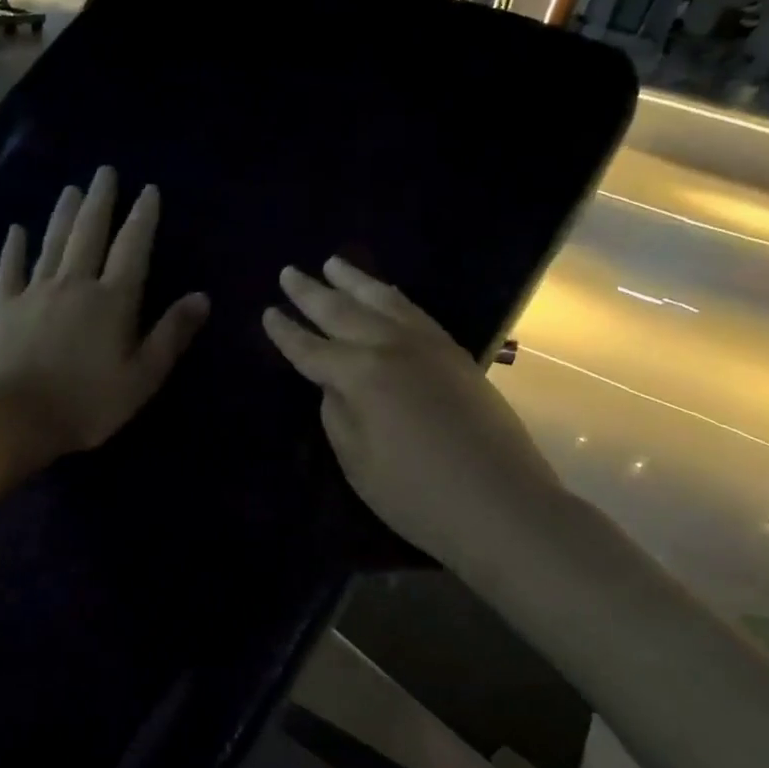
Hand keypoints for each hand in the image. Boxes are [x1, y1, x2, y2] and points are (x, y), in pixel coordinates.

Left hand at [0, 166, 208, 466]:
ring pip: (53, 243)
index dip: (142, 218)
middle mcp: (75, 284)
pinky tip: (16, 230)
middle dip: (101, 202)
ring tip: (72, 189)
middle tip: (105, 172)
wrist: (13, 415)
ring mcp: (36, 292)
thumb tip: (201, 297)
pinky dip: (14, 248)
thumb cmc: (87, 402)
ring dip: (64, 214)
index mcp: (113, 301)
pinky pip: (11, 269)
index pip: (132, 249)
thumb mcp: (142, 377)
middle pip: (90, 234)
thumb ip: (171, 335)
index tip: (148, 190)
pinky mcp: (5, 307)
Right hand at [263, 258, 557, 571]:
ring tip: (334, 263)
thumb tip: (335, 385)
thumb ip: (338, 414)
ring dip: (355, 281)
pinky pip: (415, 312)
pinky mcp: (456, 355)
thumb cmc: (416, 494)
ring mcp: (429, 346)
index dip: (286, 333)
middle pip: (343, 312)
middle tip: (289, 272)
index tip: (268, 312)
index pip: (311, 348)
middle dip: (312, 293)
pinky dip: (393, 297)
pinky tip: (386, 294)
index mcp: (360, 374)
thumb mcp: (357, 461)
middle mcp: (392, 347)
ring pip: (384, 301)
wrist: (501, 504)